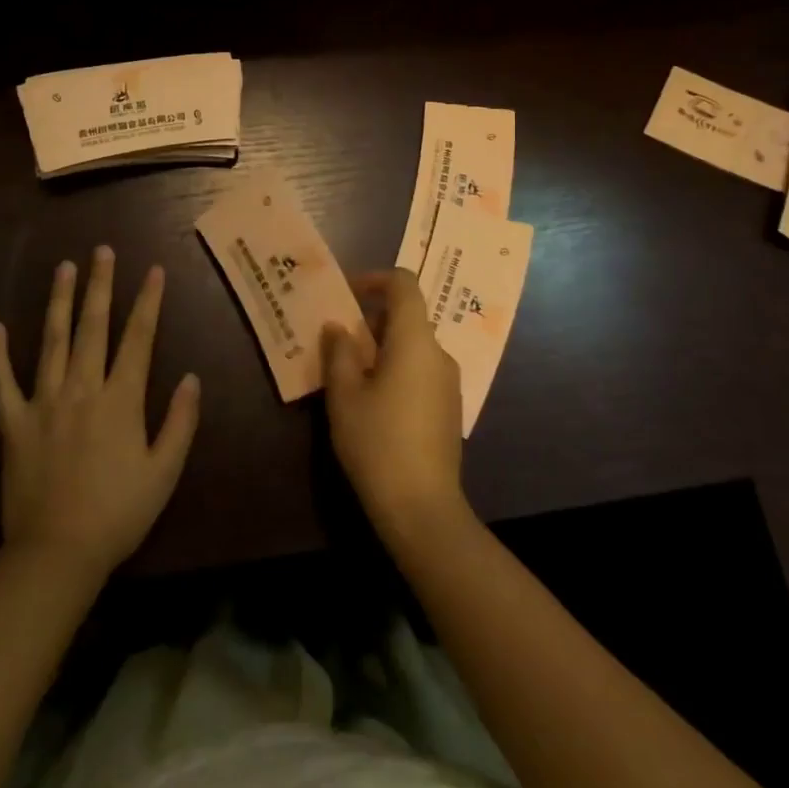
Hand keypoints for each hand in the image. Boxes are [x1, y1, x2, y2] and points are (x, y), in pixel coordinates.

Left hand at [0, 247, 199, 585]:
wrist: (56, 553)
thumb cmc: (119, 513)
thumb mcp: (165, 472)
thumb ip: (180, 422)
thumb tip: (192, 377)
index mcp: (121, 399)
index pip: (139, 338)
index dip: (148, 301)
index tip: (154, 270)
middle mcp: (82, 388)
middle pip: (93, 326)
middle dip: (100, 285)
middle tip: (102, 251)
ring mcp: (43, 402)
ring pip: (52, 340)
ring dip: (59, 301)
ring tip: (64, 267)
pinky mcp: (13, 424)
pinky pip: (3, 382)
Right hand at [322, 270, 467, 538]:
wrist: (422, 508)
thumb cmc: (377, 442)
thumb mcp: (345, 395)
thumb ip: (339, 352)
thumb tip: (338, 327)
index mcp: (415, 340)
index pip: (404, 285)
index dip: (375, 279)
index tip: (348, 294)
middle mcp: (438, 353)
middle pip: (408, 316)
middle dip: (372, 321)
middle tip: (338, 342)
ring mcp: (449, 382)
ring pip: (413, 346)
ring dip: (383, 348)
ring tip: (350, 374)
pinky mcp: (450, 408)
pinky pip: (422, 371)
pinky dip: (398, 369)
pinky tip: (375, 402)